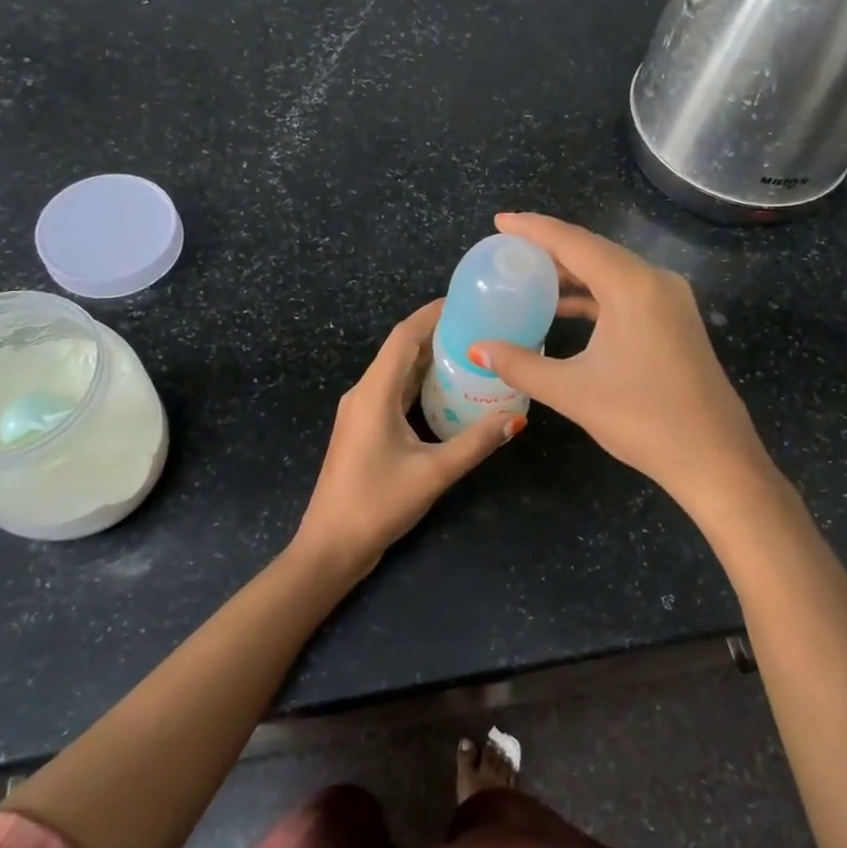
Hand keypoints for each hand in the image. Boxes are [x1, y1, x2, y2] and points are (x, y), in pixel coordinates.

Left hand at [294, 300, 518, 577]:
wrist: (330, 546)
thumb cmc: (377, 505)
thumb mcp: (433, 474)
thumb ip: (474, 443)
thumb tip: (516, 418)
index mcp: (374, 393)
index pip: (404, 337)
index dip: (432, 314)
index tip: (467, 301)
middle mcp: (364, 393)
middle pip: (402, 349)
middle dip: (438, 333)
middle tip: (481, 325)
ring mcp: (362, 411)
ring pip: (398, 371)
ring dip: (430, 358)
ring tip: (472, 350)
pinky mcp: (365, 428)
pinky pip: (395, 391)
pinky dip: (421, 383)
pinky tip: (449, 390)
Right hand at [471, 212, 773, 507]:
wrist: (715, 458)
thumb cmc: (643, 419)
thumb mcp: (573, 391)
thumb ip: (521, 365)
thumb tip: (476, 350)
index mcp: (632, 286)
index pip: (573, 242)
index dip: (534, 229)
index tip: (500, 221)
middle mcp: (655, 281)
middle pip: (594, 251)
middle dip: (550, 247)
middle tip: (508, 248)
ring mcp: (671, 300)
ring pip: (612, 272)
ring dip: (572, 272)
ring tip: (529, 275)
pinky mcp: (675, 321)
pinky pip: (627, 292)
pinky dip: (594, 294)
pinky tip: (565, 308)